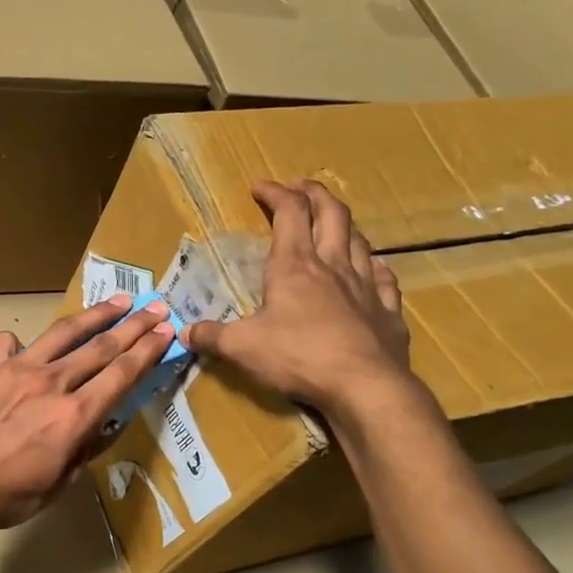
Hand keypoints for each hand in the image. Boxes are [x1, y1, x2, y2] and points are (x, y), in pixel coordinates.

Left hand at [0, 296, 175, 534]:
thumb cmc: (7, 496)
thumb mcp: (59, 484)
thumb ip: (84, 450)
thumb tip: (102, 426)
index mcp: (74, 415)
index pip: (121, 374)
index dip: (148, 350)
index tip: (167, 331)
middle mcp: (51, 382)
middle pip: (101, 346)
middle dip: (134, 325)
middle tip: (156, 307)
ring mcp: (17, 369)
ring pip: (64, 333)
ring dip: (95, 315)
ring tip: (118, 301)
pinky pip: (9, 343)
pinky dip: (22, 342)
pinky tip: (26, 345)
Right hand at [185, 179, 413, 418]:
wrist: (364, 387)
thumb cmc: (298, 357)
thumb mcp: (241, 348)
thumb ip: (212, 336)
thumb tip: (185, 332)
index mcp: (294, 266)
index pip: (288, 213)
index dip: (274, 193)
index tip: (259, 186)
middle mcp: (333, 266)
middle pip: (331, 214)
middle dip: (314, 194)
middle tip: (300, 187)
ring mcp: (365, 287)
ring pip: (360, 240)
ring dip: (344, 224)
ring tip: (333, 222)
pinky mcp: (387, 312)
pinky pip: (385, 278)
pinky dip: (375, 266)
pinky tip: (373, 267)